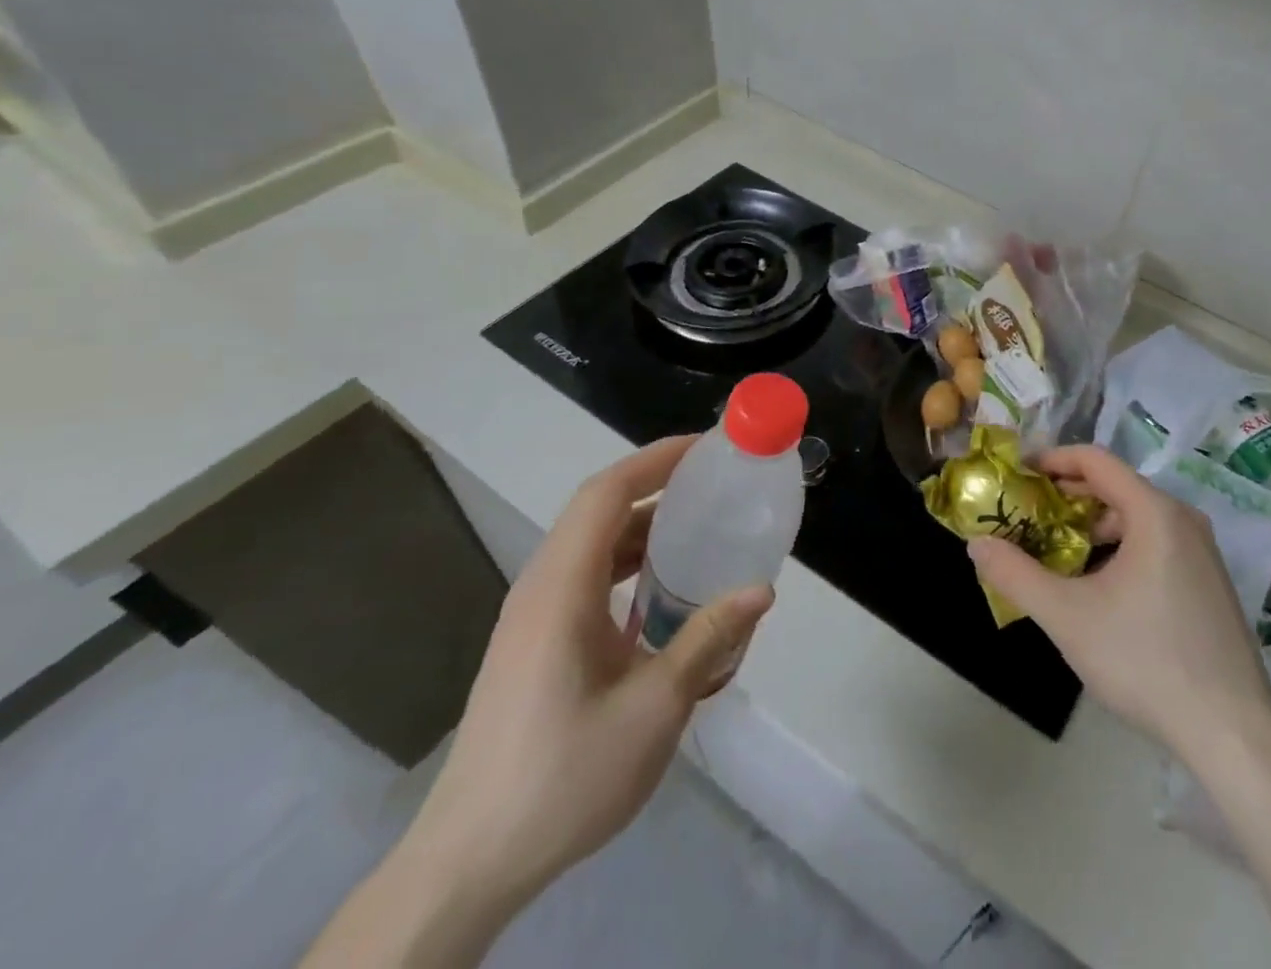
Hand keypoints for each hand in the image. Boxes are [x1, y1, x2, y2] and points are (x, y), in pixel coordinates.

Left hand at [406, 437, 773, 909]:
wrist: (469, 863)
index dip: (657, 459)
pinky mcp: (534, 644)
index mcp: (561, 588)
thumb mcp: (653, 708)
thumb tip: (762, 591)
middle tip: (717, 485)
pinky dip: (629, 564)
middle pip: (599, 510)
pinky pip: (587, 578)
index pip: (607, 492)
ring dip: (645, 527)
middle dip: (658, 485)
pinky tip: (664, 594)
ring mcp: (533, 617)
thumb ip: (707, 639)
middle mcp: (541, 589)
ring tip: (701, 531)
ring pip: (593, 545)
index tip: (708, 448)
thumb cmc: (563, 776)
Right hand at [968, 445, 1270, 757]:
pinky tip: (1098, 587)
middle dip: (1067, 498)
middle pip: (1115, 487)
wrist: (1231, 730)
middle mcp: (1182, 519)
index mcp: (1154, 511)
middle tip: (1027, 516)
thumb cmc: (1145, 659)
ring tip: (1055, 553)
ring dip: (1092, 527)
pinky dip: (1119, 548)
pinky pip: (1155, 544)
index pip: (1095, 460)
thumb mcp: (1068, 617)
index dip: (1052, 460)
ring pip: (1136, 519)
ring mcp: (1201, 551)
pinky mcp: (1208, 582)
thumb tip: (975, 544)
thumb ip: (1016, 575)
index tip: (1018, 474)